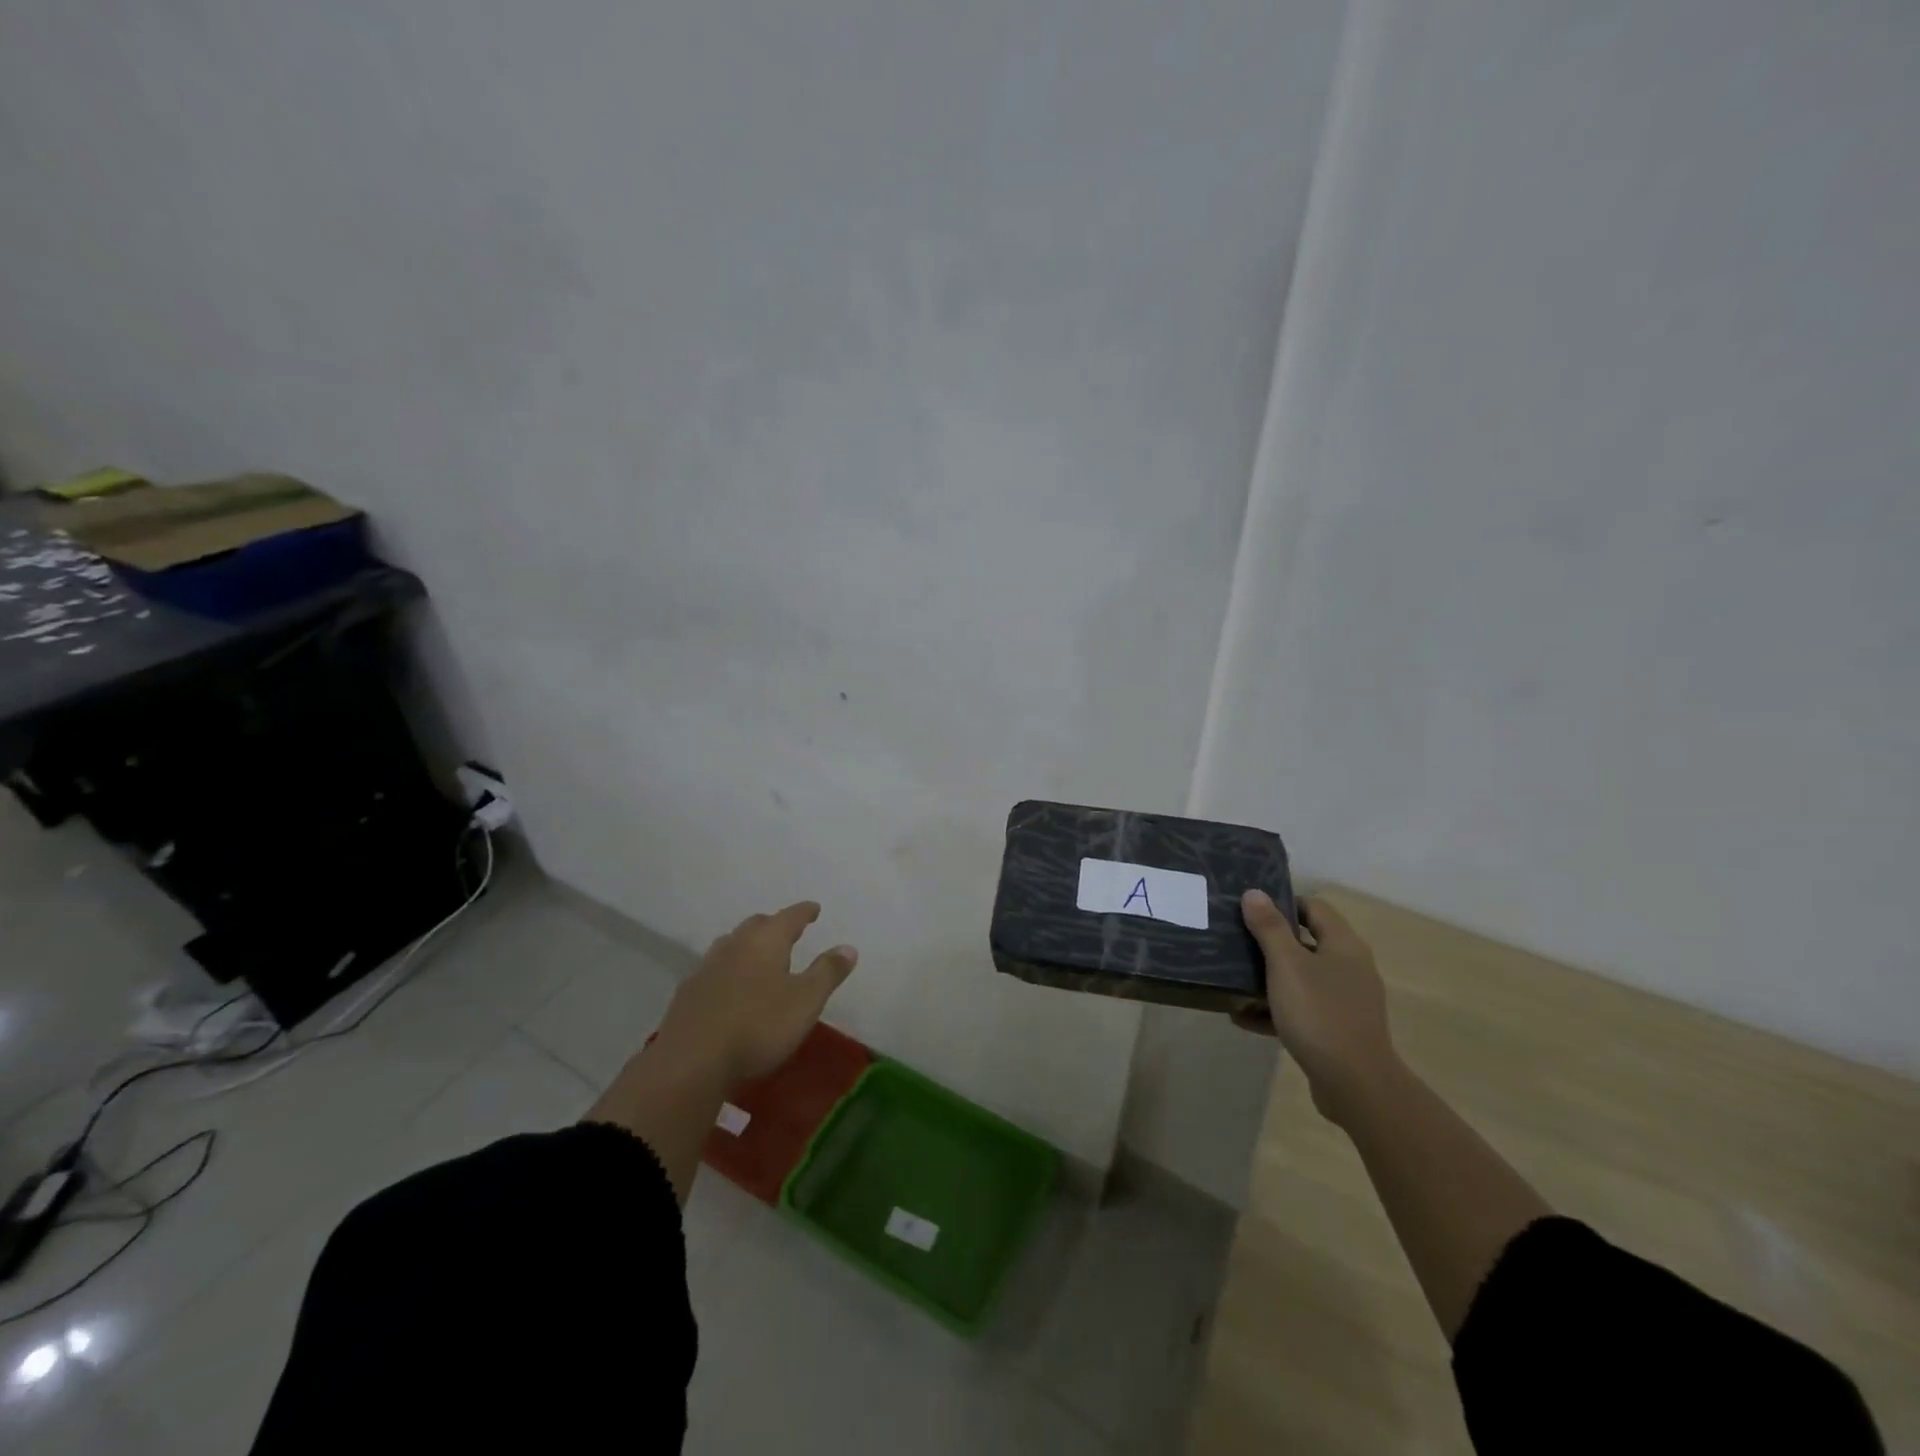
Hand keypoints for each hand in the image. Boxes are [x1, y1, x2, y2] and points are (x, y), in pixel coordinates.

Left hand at [654, 901, 857, 1090]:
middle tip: (788, 931)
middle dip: (774, 925)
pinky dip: (728, 970)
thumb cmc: (758, 1026)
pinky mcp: (688, 994)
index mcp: (766, 941)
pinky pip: (714, 970)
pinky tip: (730, 987)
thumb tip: (848, 947)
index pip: (790, 917)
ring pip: (731, 945)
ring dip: (747, 945)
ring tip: (758, 956)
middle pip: (756, 926)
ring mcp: (706, 968)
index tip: (814, 908)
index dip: (804, 912)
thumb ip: (827, 972)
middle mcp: (734, 945)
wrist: (691, 1062)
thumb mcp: (806, 1001)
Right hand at [1234, 890, 1400, 1125]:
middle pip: (1306, 943)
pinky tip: (1244, 1019)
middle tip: (1236, 943)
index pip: (1313, 907)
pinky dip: (1276, 1010)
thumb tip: (1255, 893)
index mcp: (1343, 945)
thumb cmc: (1319, 1014)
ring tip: (1234, 982)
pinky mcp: (1337, 1030)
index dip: (1282, 904)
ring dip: (1269, 980)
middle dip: (1269, 943)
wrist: (1355, 1085)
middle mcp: (1350, 968)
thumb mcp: (1286, 965)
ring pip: (1301, 979)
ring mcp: (1345, 1001)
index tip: (1249, 911)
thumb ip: (1269, 928)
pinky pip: (1302, 1010)